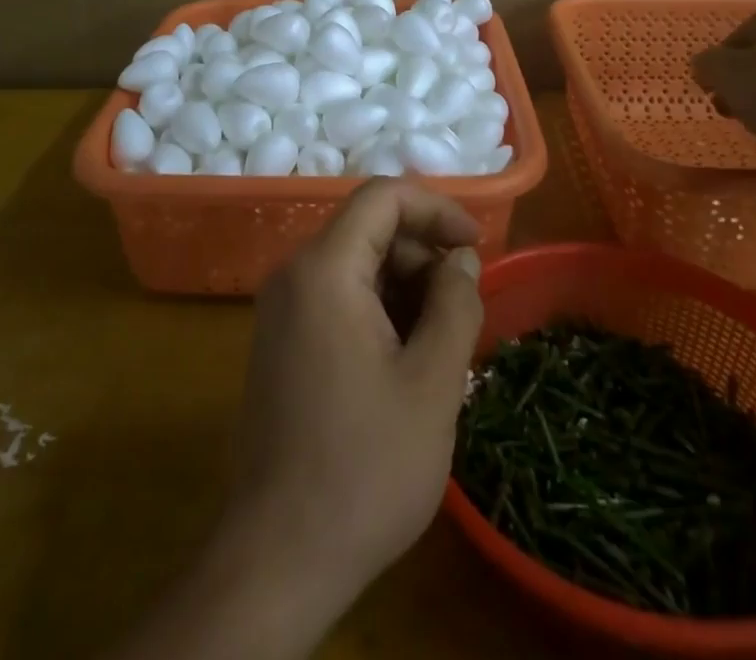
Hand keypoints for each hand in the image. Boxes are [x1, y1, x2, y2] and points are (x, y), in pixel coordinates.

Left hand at [226, 180, 484, 617]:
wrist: (279, 558)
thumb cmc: (365, 467)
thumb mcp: (432, 383)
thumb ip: (455, 305)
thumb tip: (460, 260)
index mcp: (325, 270)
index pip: (382, 197)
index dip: (436, 208)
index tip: (476, 246)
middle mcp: (294, 275)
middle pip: (368, 230)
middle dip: (423, 254)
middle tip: (464, 307)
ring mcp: (281, 309)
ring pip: (355, 264)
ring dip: (405, 285)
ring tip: (442, 341)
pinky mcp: (281, 341)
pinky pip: (337, 297)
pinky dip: (379, 308)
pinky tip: (406, 359)